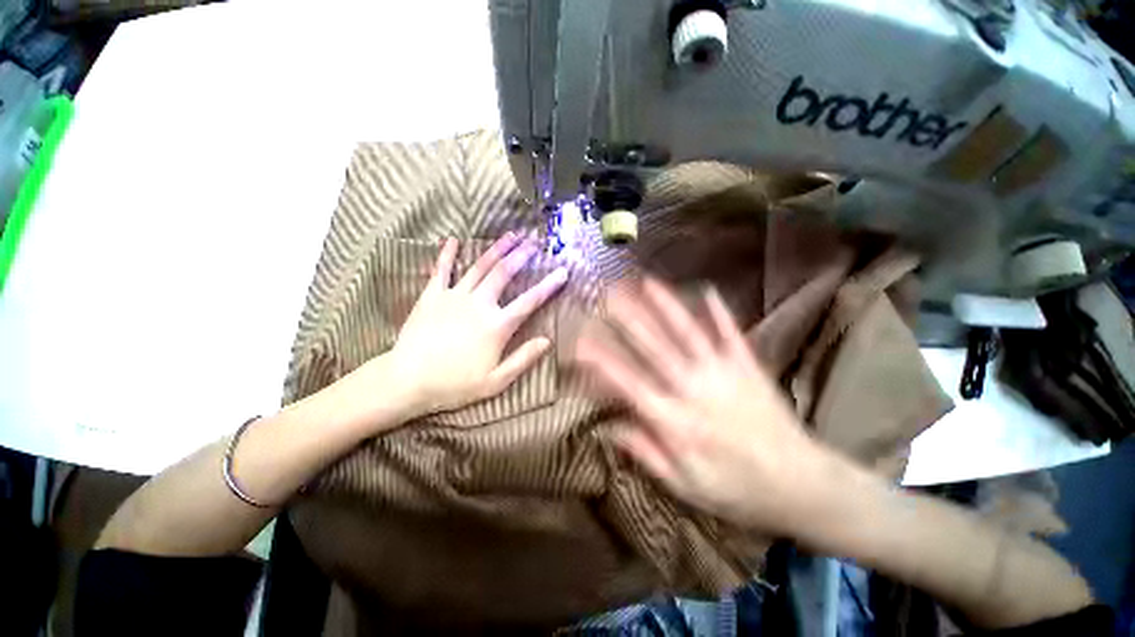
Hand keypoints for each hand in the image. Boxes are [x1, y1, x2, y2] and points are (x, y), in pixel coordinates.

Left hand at [388, 234, 567, 416]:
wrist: (408, 381)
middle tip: (533, 243)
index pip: (530, 301)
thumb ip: (523, 359)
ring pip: (479, 266)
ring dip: (496, 249)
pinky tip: (453, 240)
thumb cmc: (455, 384)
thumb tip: (547, 341)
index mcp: (497, 325)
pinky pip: (442, 270)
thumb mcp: (496, 381)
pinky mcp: (432, 296)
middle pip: (504, 273)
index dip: (548, 286)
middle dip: (521, 256)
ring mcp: (454, 296)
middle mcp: (479, 304)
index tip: (562, 272)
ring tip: (510, 235)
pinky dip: (448, 254)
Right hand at [577, 278, 848, 533]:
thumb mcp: (684, 486)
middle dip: (628, 318)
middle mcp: (693, 389)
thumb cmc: (737, 490)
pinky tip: (707, 289)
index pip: (628, 383)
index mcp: (675, 420)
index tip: (581, 342)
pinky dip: (719, 311)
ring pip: (687, 332)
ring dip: (666, 305)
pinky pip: (731, 334)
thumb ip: (645, 452)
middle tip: (609, 295)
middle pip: (654, 348)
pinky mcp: (748, 367)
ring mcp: (723, 373)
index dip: (602, 361)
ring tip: (648, 281)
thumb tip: (607, 428)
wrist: (803, 485)